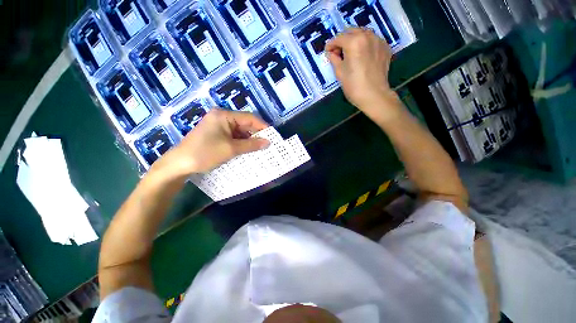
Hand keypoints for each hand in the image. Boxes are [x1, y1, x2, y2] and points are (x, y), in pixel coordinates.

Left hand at [150, 109, 269, 178]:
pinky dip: (241, 143)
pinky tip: (248, 150)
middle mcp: (221, 117)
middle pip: (244, 124)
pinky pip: (233, 137)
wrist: (179, 164)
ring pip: (239, 131)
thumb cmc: (205, 153)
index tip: (273, 136)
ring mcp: (218, 126)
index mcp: (224, 115)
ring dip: (249, 140)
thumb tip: (268, 142)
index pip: (249, 118)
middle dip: (256, 134)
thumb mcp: (231, 149)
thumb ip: (251, 145)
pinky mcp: (216, 135)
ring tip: (260, 149)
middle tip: (267, 144)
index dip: (262, 126)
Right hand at [325, 28, 399, 122]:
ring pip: (363, 33)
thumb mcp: (340, 73)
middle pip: (351, 31)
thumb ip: (334, 59)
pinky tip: (362, 55)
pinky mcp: (385, 47)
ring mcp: (378, 40)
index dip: (331, 45)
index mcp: (354, 42)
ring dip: (354, 40)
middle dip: (343, 40)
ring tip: (350, 53)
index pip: (339, 38)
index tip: (328, 51)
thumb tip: (331, 53)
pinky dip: (365, 44)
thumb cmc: (353, 86)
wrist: (374, 95)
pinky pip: (372, 40)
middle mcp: (367, 36)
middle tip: (338, 52)